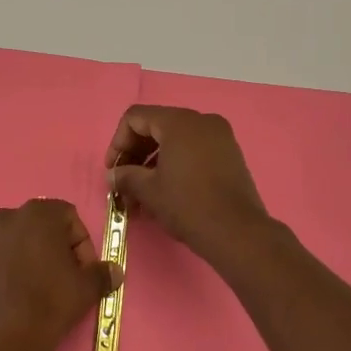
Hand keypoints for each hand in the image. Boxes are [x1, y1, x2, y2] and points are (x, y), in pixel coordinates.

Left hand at [0, 199, 120, 350]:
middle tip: (55, 280)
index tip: (81, 271)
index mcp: (38, 214)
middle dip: (47, 248)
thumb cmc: (49, 305)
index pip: (67, 216)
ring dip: (18, 257)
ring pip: (6, 242)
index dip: (79, 243)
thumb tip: (114, 270)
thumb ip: (102, 273)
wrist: (0, 341)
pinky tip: (1, 297)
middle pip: (34, 227)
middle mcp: (4, 217)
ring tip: (25, 290)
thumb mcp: (86, 290)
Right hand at [107, 106, 271, 263]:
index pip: (136, 118)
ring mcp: (220, 137)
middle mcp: (201, 121)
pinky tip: (164, 192)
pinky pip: (194, 150)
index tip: (112, 170)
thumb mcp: (149, 190)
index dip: (118, 142)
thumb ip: (125, 176)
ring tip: (141, 195)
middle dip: (135, 154)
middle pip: (156, 126)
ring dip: (153, 163)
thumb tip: (114, 175)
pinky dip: (175, 165)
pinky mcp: (230, 155)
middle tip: (123, 182)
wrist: (237, 232)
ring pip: (175, 140)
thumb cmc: (188, 205)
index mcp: (179, 122)